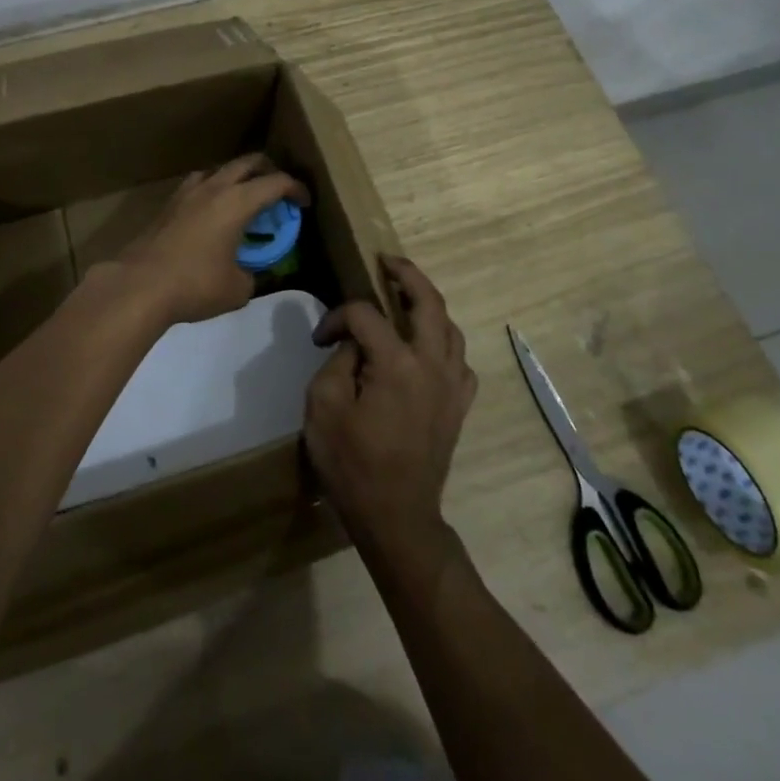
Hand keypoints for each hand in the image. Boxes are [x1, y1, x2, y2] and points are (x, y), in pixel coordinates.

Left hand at [110, 154, 310, 326]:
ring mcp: (187, 192)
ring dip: (237, 177)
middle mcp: (214, 187)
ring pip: (220, 169)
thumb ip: (251, 274)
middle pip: (248, 162)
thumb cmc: (195, 284)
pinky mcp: (168, 204)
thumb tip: (248, 273)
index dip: (296, 189)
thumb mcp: (237, 288)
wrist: (140, 284)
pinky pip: (199, 184)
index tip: (303, 203)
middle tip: (278, 191)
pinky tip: (212, 212)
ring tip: (243, 199)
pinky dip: (213, 190)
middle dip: (268, 171)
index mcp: (238, 201)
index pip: (276, 182)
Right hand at [303, 255, 477, 563]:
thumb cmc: (353, 465)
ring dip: (428, 305)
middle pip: (428, 302)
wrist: (397, 518)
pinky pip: (460, 360)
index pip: (365, 315)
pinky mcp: (459, 405)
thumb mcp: (324, 408)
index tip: (320, 338)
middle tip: (387, 262)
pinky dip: (444, 343)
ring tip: (405, 297)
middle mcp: (432, 364)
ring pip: (450, 327)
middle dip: (407, 274)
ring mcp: (452, 385)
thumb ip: (338, 362)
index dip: (337, 317)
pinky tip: (426, 349)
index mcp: (396, 364)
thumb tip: (354, 343)